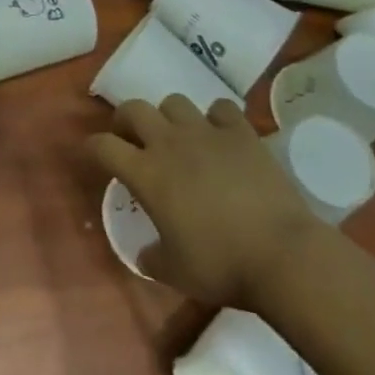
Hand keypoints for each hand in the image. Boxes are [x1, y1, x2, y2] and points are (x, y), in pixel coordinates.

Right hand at [87, 96, 322, 306]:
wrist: (282, 254)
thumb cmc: (221, 265)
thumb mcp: (175, 273)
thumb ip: (152, 257)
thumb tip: (145, 253)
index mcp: (146, 174)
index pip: (103, 146)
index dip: (93, 147)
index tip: (93, 154)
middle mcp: (169, 143)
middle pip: (134, 109)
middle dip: (126, 120)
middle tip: (133, 139)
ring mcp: (206, 132)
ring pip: (174, 102)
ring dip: (170, 117)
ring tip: (179, 136)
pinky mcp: (240, 132)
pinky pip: (220, 108)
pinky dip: (216, 118)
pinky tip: (221, 136)